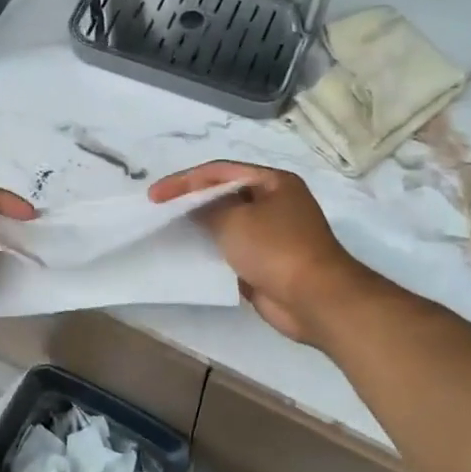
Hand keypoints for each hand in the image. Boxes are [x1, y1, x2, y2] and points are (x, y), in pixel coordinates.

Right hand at [150, 162, 377, 348]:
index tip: (155, 195)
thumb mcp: (234, 220)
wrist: (315, 299)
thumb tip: (195, 208)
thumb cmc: (276, 249)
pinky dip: (212, 251)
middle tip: (160, 211)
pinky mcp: (267, 262)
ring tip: (168, 231)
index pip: (220, 171)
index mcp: (273, 182)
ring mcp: (272, 234)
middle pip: (224, 194)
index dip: (184, 180)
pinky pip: (232, 250)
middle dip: (192, 201)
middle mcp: (274, 202)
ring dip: (200, 227)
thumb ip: (207, 208)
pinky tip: (189, 256)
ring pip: (227, 223)